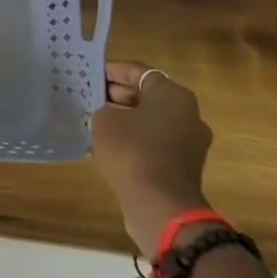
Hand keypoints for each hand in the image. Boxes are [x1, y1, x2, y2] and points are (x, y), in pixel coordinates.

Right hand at [91, 61, 213, 255]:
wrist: (160, 207)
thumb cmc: (132, 151)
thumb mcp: (104, 120)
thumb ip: (104, 108)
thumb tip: (108, 113)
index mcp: (173, 95)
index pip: (138, 71)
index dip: (111, 70)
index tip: (88, 73)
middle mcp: (188, 114)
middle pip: (147, 95)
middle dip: (117, 94)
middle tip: (88, 95)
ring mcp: (189, 142)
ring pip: (150, 120)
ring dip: (125, 119)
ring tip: (93, 119)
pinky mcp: (182, 166)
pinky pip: (154, 143)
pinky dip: (133, 140)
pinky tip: (107, 145)